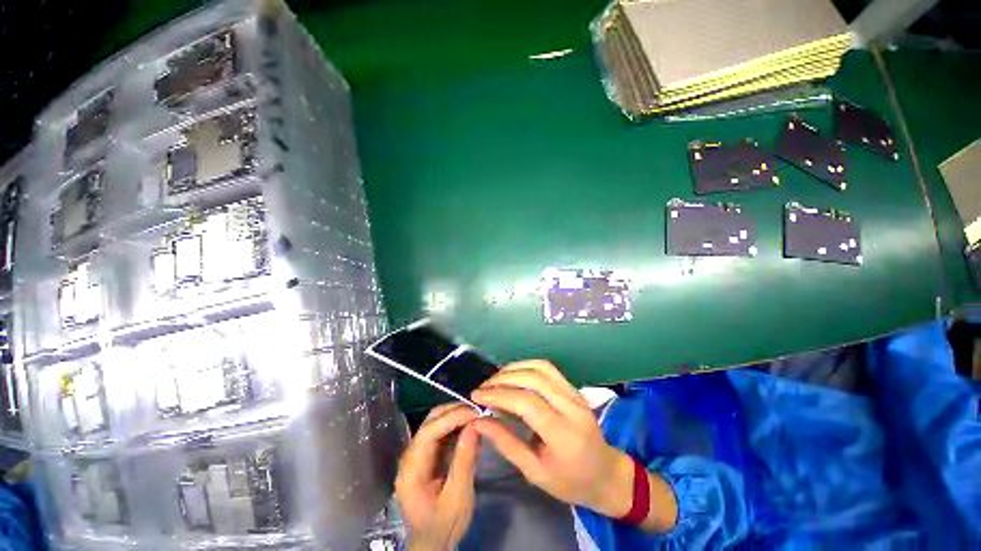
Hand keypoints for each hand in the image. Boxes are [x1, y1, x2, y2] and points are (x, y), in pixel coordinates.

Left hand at [395, 403, 480, 550]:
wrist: (432, 543)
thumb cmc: (444, 524)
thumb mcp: (458, 497)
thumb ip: (464, 461)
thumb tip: (474, 426)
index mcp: (412, 469)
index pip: (429, 432)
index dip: (452, 417)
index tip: (475, 412)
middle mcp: (409, 456)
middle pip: (430, 421)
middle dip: (454, 412)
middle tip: (478, 411)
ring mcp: (416, 454)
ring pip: (435, 422)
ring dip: (455, 416)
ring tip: (476, 416)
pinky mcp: (425, 455)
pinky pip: (440, 431)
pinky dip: (455, 425)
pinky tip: (469, 427)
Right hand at [472, 361, 676, 531]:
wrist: (606, 474)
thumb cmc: (570, 482)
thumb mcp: (535, 473)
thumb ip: (506, 444)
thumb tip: (479, 421)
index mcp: (564, 435)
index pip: (527, 403)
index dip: (499, 395)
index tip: (477, 397)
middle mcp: (572, 407)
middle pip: (533, 379)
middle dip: (503, 379)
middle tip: (483, 388)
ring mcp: (575, 394)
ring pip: (541, 368)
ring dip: (514, 369)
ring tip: (494, 380)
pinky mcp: (573, 388)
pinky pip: (548, 368)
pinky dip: (527, 366)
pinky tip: (513, 374)